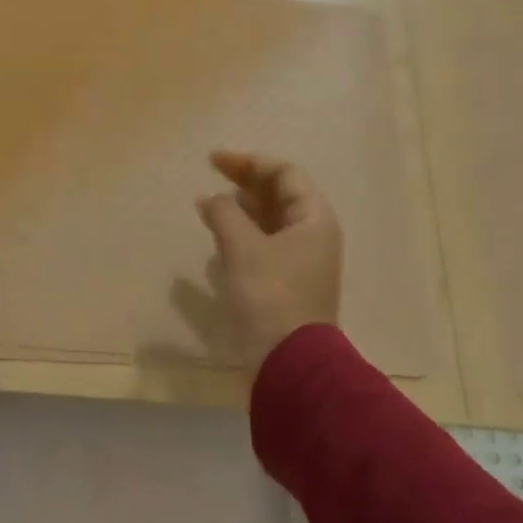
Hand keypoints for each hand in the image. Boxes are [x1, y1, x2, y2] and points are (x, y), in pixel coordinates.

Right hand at [195, 150, 341, 366]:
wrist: (287, 362)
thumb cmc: (270, 295)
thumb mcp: (243, 248)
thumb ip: (224, 213)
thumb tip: (210, 198)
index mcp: (314, 219)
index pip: (285, 174)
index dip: (249, 162)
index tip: (214, 160)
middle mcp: (312, 234)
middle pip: (278, 195)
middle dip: (244, 182)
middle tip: (210, 174)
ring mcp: (299, 260)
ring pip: (269, 220)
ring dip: (240, 208)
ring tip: (209, 204)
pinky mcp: (283, 283)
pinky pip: (262, 244)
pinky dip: (240, 234)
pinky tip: (217, 236)